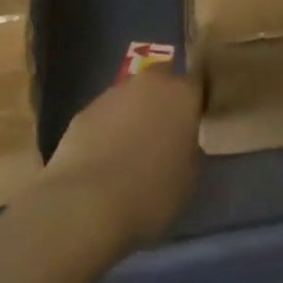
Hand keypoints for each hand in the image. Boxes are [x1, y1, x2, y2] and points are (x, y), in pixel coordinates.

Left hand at [39, 70, 203, 251]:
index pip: (198, 82)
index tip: (195, 117)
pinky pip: (105, 115)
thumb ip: (189, 151)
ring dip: (134, 113)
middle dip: (163, 99)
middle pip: (162, 80)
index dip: (196, 98)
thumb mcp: (188, 180)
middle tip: (163, 131)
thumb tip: (182, 142)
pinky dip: (107, 129)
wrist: (86, 203)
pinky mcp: (85, 110)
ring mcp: (114, 93)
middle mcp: (150, 83)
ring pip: (131, 96)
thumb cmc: (150, 193)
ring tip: (129, 149)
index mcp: (182, 95)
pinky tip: (102, 158)